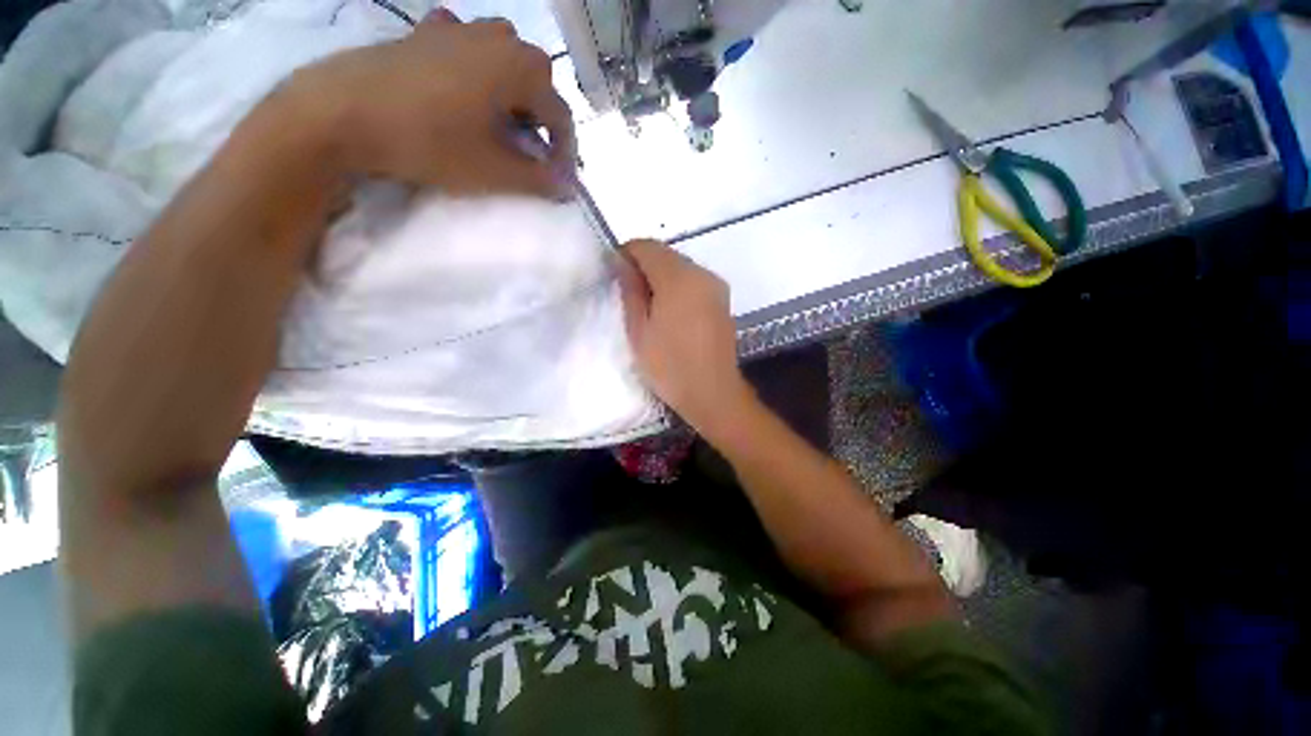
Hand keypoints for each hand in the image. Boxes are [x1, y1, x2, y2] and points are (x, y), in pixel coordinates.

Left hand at [290, 11, 575, 198]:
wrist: (343, 112)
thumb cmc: (431, 141)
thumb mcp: (494, 171)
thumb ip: (539, 180)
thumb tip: (567, 186)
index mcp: (520, 69)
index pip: (561, 115)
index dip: (565, 152)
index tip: (559, 180)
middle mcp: (497, 38)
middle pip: (537, 81)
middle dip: (541, 118)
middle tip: (529, 150)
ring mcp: (458, 28)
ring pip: (504, 57)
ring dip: (512, 90)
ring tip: (499, 120)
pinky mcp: (425, 32)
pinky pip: (465, 44)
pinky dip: (475, 66)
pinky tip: (463, 85)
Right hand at [619, 240, 754, 438]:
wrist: (713, 393)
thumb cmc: (670, 366)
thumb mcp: (639, 331)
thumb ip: (630, 291)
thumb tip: (622, 263)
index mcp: (679, 278)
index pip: (646, 246)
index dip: (625, 254)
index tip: (613, 275)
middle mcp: (702, 273)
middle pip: (665, 254)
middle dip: (643, 266)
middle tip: (628, 295)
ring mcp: (716, 286)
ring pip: (681, 267)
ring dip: (661, 277)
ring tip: (648, 308)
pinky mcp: (723, 300)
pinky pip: (694, 282)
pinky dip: (677, 287)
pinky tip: (670, 314)